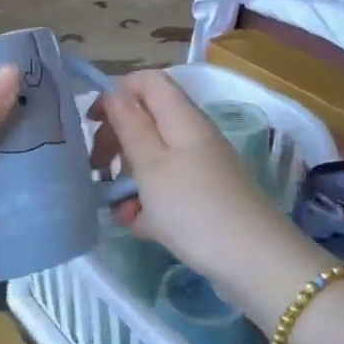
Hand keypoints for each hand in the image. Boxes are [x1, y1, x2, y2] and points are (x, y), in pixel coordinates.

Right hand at [93, 72, 296, 284]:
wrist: (252, 261)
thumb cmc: (193, 208)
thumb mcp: (151, 165)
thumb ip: (130, 125)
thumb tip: (114, 91)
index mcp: (182, 119)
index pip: (147, 81)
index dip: (116, 93)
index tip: (91, 122)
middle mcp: (192, 137)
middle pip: (146, 120)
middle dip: (116, 140)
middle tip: (98, 167)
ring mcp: (199, 168)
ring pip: (152, 159)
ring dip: (129, 178)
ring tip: (120, 207)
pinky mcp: (201, 197)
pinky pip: (165, 188)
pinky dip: (148, 203)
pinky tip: (140, 225)